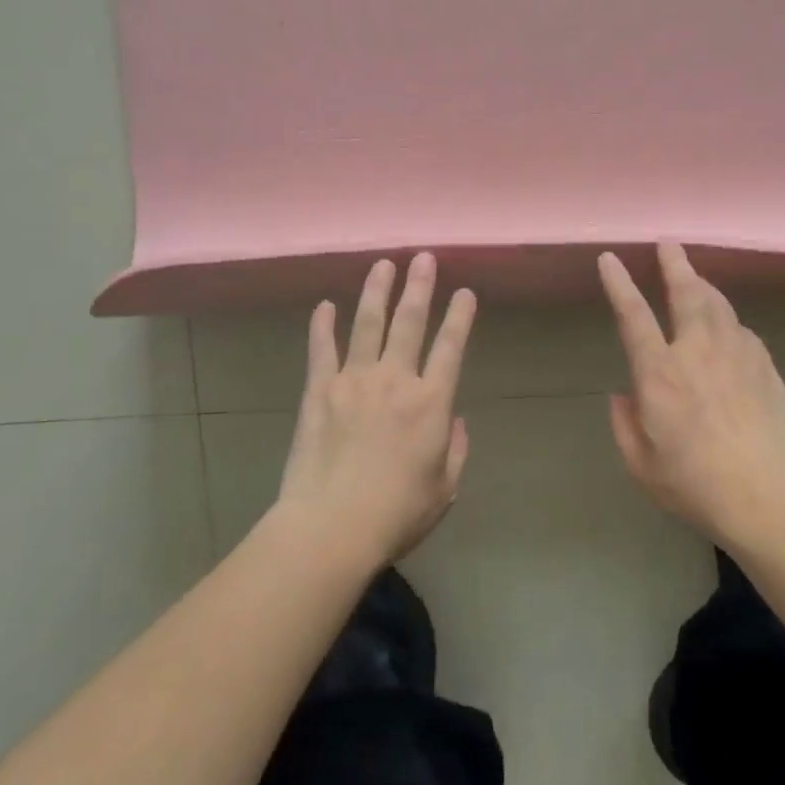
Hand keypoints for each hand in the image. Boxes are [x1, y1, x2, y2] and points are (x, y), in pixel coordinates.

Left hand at [276, 253, 477, 568]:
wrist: (332, 527)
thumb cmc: (396, 513)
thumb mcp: (444, 488)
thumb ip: (455, 449)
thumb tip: (454, 420)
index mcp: (432, 402)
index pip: (451, 346)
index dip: (460, 316)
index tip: (465, 292)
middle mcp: (395, 379)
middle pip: (410, 321)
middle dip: (420, 286)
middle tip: (424, 257)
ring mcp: (354, 380)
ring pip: (368, 324)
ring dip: (377, 291)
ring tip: (383, 264)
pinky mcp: (319, 390)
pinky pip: (321, 349)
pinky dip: (322, 325)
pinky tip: (325, 305)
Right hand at [598, 244, 784, 545]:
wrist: (774, 498)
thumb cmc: (698, 486)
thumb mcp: (642, 466)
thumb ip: (625, 425)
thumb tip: (623, 395)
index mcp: (660, 374)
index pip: (633, 316)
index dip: (619, 284)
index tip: (610, 259)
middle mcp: (698, 352)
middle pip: (686, 293)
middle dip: (674, 264)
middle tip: (668, 243)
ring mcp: (737, 355)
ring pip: (718, 305)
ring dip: (703, 285)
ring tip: (694, 276)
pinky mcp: (765, 366)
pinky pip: (741, 329)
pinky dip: (728, 319)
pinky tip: (727, 328)